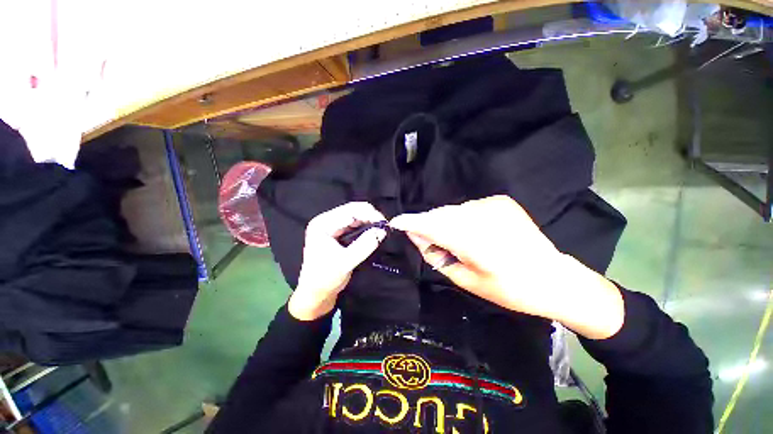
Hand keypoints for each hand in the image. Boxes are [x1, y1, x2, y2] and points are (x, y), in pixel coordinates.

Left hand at [288, 202, 386, 320]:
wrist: (316, 293)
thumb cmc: (325, 278)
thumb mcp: (345, 262)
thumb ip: (364, 245)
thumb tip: (382, 231)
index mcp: (323, 224)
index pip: (350, 210)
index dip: (369, 214)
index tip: (385, 223)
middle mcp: (327, 221)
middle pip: (353, 210)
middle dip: (371, 217)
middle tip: (385, 227)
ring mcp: (333, 226)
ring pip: (356, 217)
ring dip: (370, 222)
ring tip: (382, 230)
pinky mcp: (339, 233)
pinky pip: (356, 226)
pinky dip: (367, 228)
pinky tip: (374, 233)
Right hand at [390, 195, 623, 338]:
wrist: (553, 278)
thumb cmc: (508, 289)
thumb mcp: (465, 279)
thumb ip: (436, 255)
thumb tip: (416, 237)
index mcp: (474, 242)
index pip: (432, 225)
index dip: (411, 222)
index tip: (396, 222)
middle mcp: (482, 216)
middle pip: (440, 214)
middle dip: (428, 225)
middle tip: (428, 240)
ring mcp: (493, 204)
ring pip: (453, 210)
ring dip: (445, 222)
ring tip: (455, 239)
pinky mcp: (500, 201)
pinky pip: (468, 208)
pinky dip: (462, 218)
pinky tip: (473, 232)